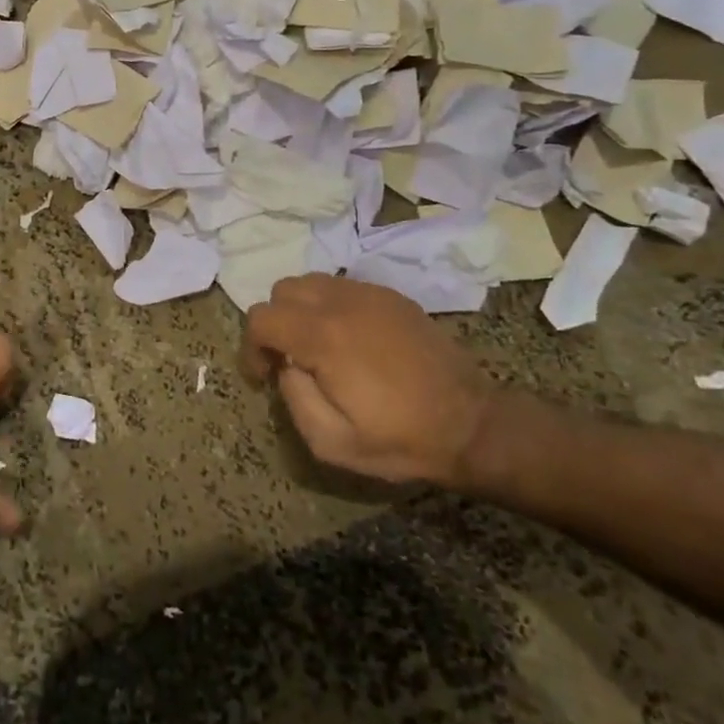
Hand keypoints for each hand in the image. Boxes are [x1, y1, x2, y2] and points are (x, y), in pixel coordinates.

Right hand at [242, 275, 496, 486]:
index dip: (250, 346)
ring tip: (314, 346)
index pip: (262, 318)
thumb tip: (286, 367)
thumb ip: (294, 398)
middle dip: (274, 323)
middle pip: (282, 290)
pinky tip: (347, 339)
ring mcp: (370, 294)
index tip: (263, 376)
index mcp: (323, 336)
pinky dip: (330, 306)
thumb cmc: (400, 439)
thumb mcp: (331, 442)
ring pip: (311, 282)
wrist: (472, 425)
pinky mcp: (392, 297)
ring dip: (300, 310)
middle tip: (287, 359)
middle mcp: (342, 303)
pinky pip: (342, 287)